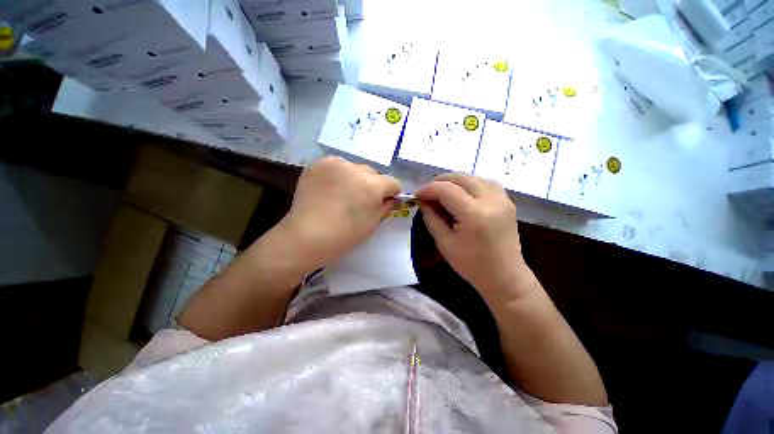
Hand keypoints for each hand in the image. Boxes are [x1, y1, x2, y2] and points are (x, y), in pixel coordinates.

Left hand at [280, 156, 401, 268]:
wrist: (306, 236)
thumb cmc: (344, 235)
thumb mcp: (371, 223)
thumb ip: (386, 207)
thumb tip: (393, 199)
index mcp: (372, 186)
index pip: (393, 182)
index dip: (393, 192)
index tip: (387, 200)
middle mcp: (355, 169)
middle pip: (373, 173)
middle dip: (372, 185)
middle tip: (362, 200)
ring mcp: (335, 164)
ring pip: (354, 168)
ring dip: (355, 178)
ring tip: (344, 193)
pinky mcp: (318, 164)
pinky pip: (337, 165)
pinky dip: (338, 174)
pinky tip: (331, 188)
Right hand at [415, 173, 529, 299]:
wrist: (505, 277)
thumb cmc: (471, 265)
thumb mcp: (444, 243)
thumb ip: (431, 218)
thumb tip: (423, 201)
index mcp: (473, 214)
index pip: (446, 189)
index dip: (428, 189)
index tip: (417, 194)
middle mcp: (491, 201)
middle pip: (461, 178)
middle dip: (440, 181)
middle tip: (428, 192)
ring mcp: (503, 200)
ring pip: (475, 177)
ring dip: (456, 181)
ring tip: (444, 192)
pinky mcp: (508, 202)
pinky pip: (487, 183)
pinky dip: (471, 184)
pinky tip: (464, 195)